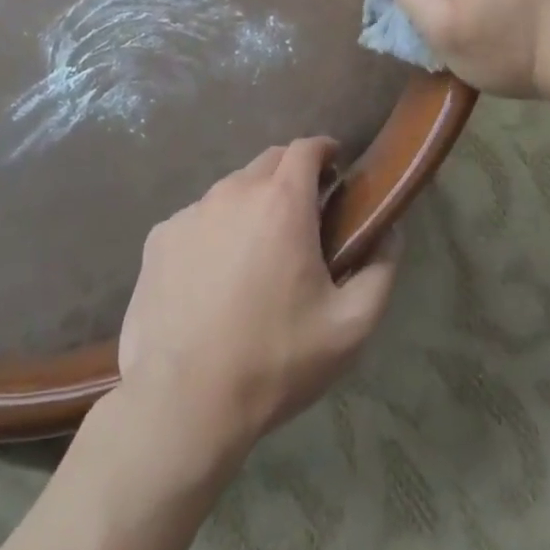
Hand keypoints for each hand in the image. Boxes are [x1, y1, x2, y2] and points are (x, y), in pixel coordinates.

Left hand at [113, 137, 398, 479]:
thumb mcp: (350, 326)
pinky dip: (214, 231)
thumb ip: (380, 268)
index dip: (325, 152)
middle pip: (268, 163)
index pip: (306, 148)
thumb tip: (390, 230)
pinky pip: (197, 219)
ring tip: (258, 253)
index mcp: (281, 202)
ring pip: (230, 191)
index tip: (336, 172)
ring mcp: (190, 212)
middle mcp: (233, 192)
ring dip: (252, 205)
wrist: (182, 401)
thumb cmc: (275, 360)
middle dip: (291, 176)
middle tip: (304, 217)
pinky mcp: (159, 237)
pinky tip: (214, 278)